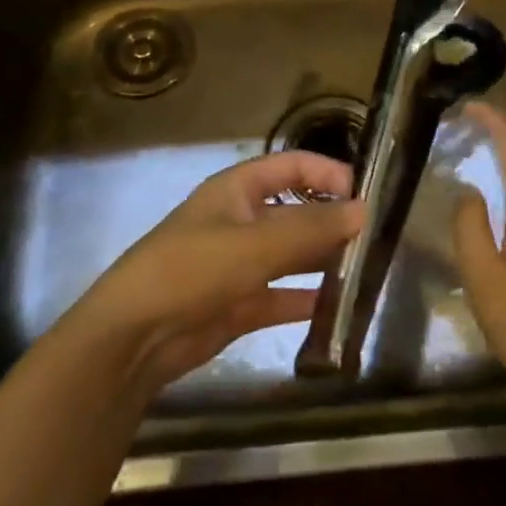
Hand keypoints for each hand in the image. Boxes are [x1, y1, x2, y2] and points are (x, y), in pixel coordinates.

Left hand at [74, 152, 364, 395]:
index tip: (364, 194)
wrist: (132, 339)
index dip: (327, 174)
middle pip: (295, 211)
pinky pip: (281, 296)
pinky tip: (338, 308)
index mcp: (238, 190)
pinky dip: (305, 300)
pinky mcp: (237, 304)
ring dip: (322, 260)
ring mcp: (238, 264)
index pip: (291, 166)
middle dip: (331, 221)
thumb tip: (364, 211)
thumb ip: (312, 229)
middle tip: (374, 238)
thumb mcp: (256, 244)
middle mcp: (240, 221)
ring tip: (365, 270)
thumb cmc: (193, 270)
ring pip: (290, 255)